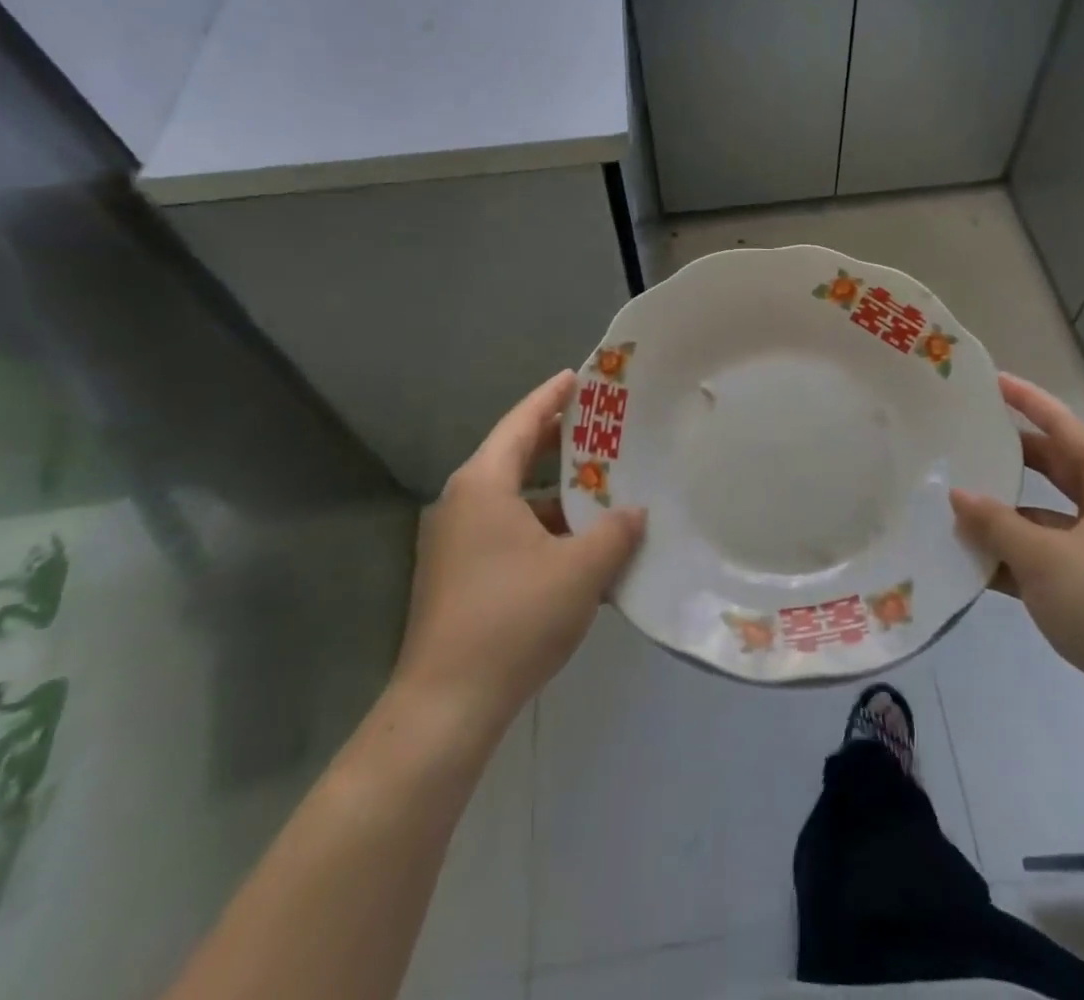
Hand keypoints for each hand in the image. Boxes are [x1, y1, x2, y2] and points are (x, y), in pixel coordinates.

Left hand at [392, 370, 644, 733]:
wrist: (447, 706)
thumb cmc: (514, 618)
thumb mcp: (580, 570)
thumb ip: (615, 532)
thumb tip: (636, 512)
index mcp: (483, 485)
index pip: (522, 422)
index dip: (552, 397)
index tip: (580, 377)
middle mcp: (463, 503)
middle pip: (516, 456)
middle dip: (560, 443)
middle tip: (604, 428)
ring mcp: (456, 542)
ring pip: (515, 499)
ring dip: (556, 493)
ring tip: (604, 488)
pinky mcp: (460, 576)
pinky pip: (509, 532)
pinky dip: (544, 529)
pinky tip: (582, 547)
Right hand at [949, 374, 1083, 715]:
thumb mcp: (1044, 557)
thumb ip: (996, 523)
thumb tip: (957, 496)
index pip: (1066, 427)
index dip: (1028, 402)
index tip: (993, 381)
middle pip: (1059, 469)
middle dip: (1014, 460)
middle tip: (968, 441)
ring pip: (1053, 517)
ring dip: (1010, 517)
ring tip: (958, 507)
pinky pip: (1056, 557)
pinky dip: (1022, 557)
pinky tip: (978, 563)